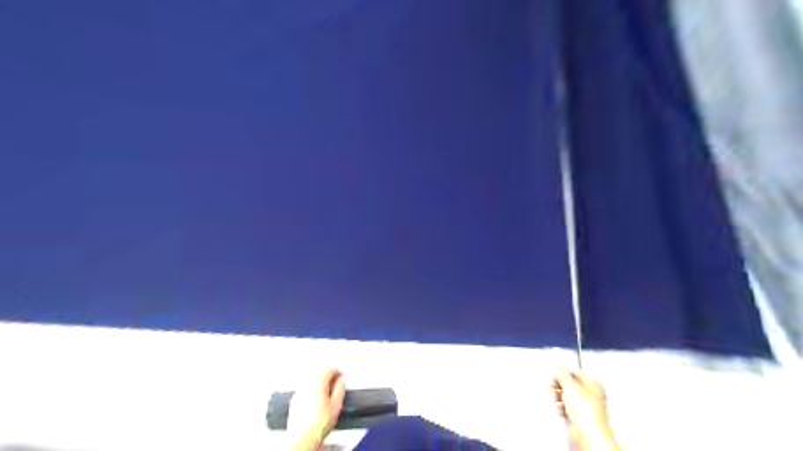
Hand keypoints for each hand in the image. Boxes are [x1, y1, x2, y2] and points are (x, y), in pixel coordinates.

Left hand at [289, 368, 344, 447]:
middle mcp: (306, 385)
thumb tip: (341, 381)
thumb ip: (340, 390)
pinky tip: (317, 396)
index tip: (341, 376)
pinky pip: (304, 386)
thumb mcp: (336, 406)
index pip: (328, 369)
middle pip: (317, 370)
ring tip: (327, 387)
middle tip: (335, 378)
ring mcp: (299, 392)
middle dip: (327, 372)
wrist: (302, 438)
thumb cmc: (318, 425)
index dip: (337, 371)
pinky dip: (312, 386)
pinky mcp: (295, 400)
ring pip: (310, 377)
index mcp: (317, 384)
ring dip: (319, 378)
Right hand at [553, 369, 620, 450]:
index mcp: (592, 383)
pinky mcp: (578, 416)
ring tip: (556, 399)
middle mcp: (589, 393)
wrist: (588, 433)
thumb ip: (562, 375)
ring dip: (558, 396)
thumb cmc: (586, 412)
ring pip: (566, 395)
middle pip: (569, 383)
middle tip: (552, 386)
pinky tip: (560, 410)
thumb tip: (558, 372)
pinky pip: (565, 407)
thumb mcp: (570, 386)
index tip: (555, 375)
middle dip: (559, 385)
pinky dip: (560, 407)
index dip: (563, 372)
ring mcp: (584, 405)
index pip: (575, 371)